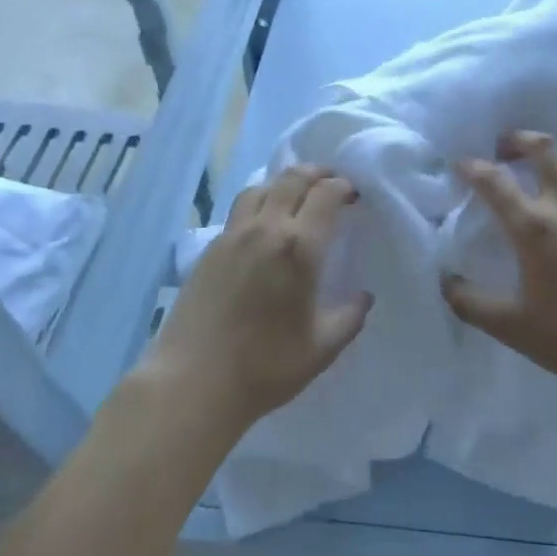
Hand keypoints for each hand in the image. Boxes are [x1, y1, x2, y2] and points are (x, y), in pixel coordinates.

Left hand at [149, 164, 371, 433]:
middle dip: (317, 173)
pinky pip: (240, 208)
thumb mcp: (321, 348)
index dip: (344, 186)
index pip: (326, 194)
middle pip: (292, 178)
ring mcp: (234, 236)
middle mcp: (266, 229)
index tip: (355, 195)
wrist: (193, 382)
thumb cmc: (265, 367)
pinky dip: (260, 201)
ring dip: (284, 182)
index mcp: (300, 248)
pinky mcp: (210, 248)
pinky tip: (264, 223)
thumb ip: (349, 317)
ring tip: (297, 196)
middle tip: (332, 183)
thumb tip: (364, 297)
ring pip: (261, 187)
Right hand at [443, 131, 556, 399]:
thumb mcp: (512, 327)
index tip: (460, 164)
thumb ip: (471, 304)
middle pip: (544, 150)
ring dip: (555, 155)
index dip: (473, 168)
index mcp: (534, 227)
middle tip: (504, 149)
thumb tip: (446, 282)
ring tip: (543, 168)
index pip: (496, 183)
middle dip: (519, 140)